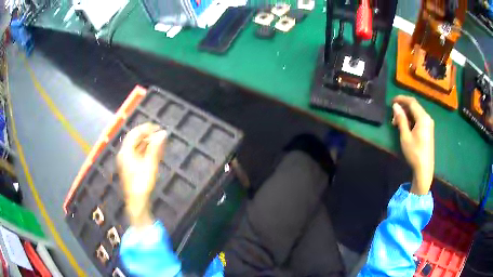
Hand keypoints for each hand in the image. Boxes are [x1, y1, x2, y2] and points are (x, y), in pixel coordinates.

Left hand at [117, 123, 166, 227]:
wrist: (137, 202)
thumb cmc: (142, 183)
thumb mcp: (150, 165)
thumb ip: (155, 148)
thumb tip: (162, 133)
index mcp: (126, 152)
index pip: (134, 134)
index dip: (145, 128)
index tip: (157, 127)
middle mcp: (124, 154)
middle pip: (135, 139)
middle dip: (147, 135)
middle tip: (159, 133)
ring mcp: (127, 161)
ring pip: (136, 147)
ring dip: (147, 142)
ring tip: (159, 141)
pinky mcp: (131, 167)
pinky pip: (138, 154)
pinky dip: (146, 150)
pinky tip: (155, 151)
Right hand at [392, 96, 434, 194]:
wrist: (424, 169)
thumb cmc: (414, 153)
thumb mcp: (405, 136)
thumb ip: (401, 119)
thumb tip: (395, 106)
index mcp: (423, 117)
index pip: (411, 102)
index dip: (401, 99)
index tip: (391, 101)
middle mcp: (427, 117)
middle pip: (414, 106)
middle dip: (403, 108)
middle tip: (393, 116)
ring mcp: (429, 124)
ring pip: (416, 112)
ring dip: (406, 114)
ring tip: (397, 123)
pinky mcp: (428, 130)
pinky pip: (419, 119)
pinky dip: (411, 119)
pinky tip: (405, 126)